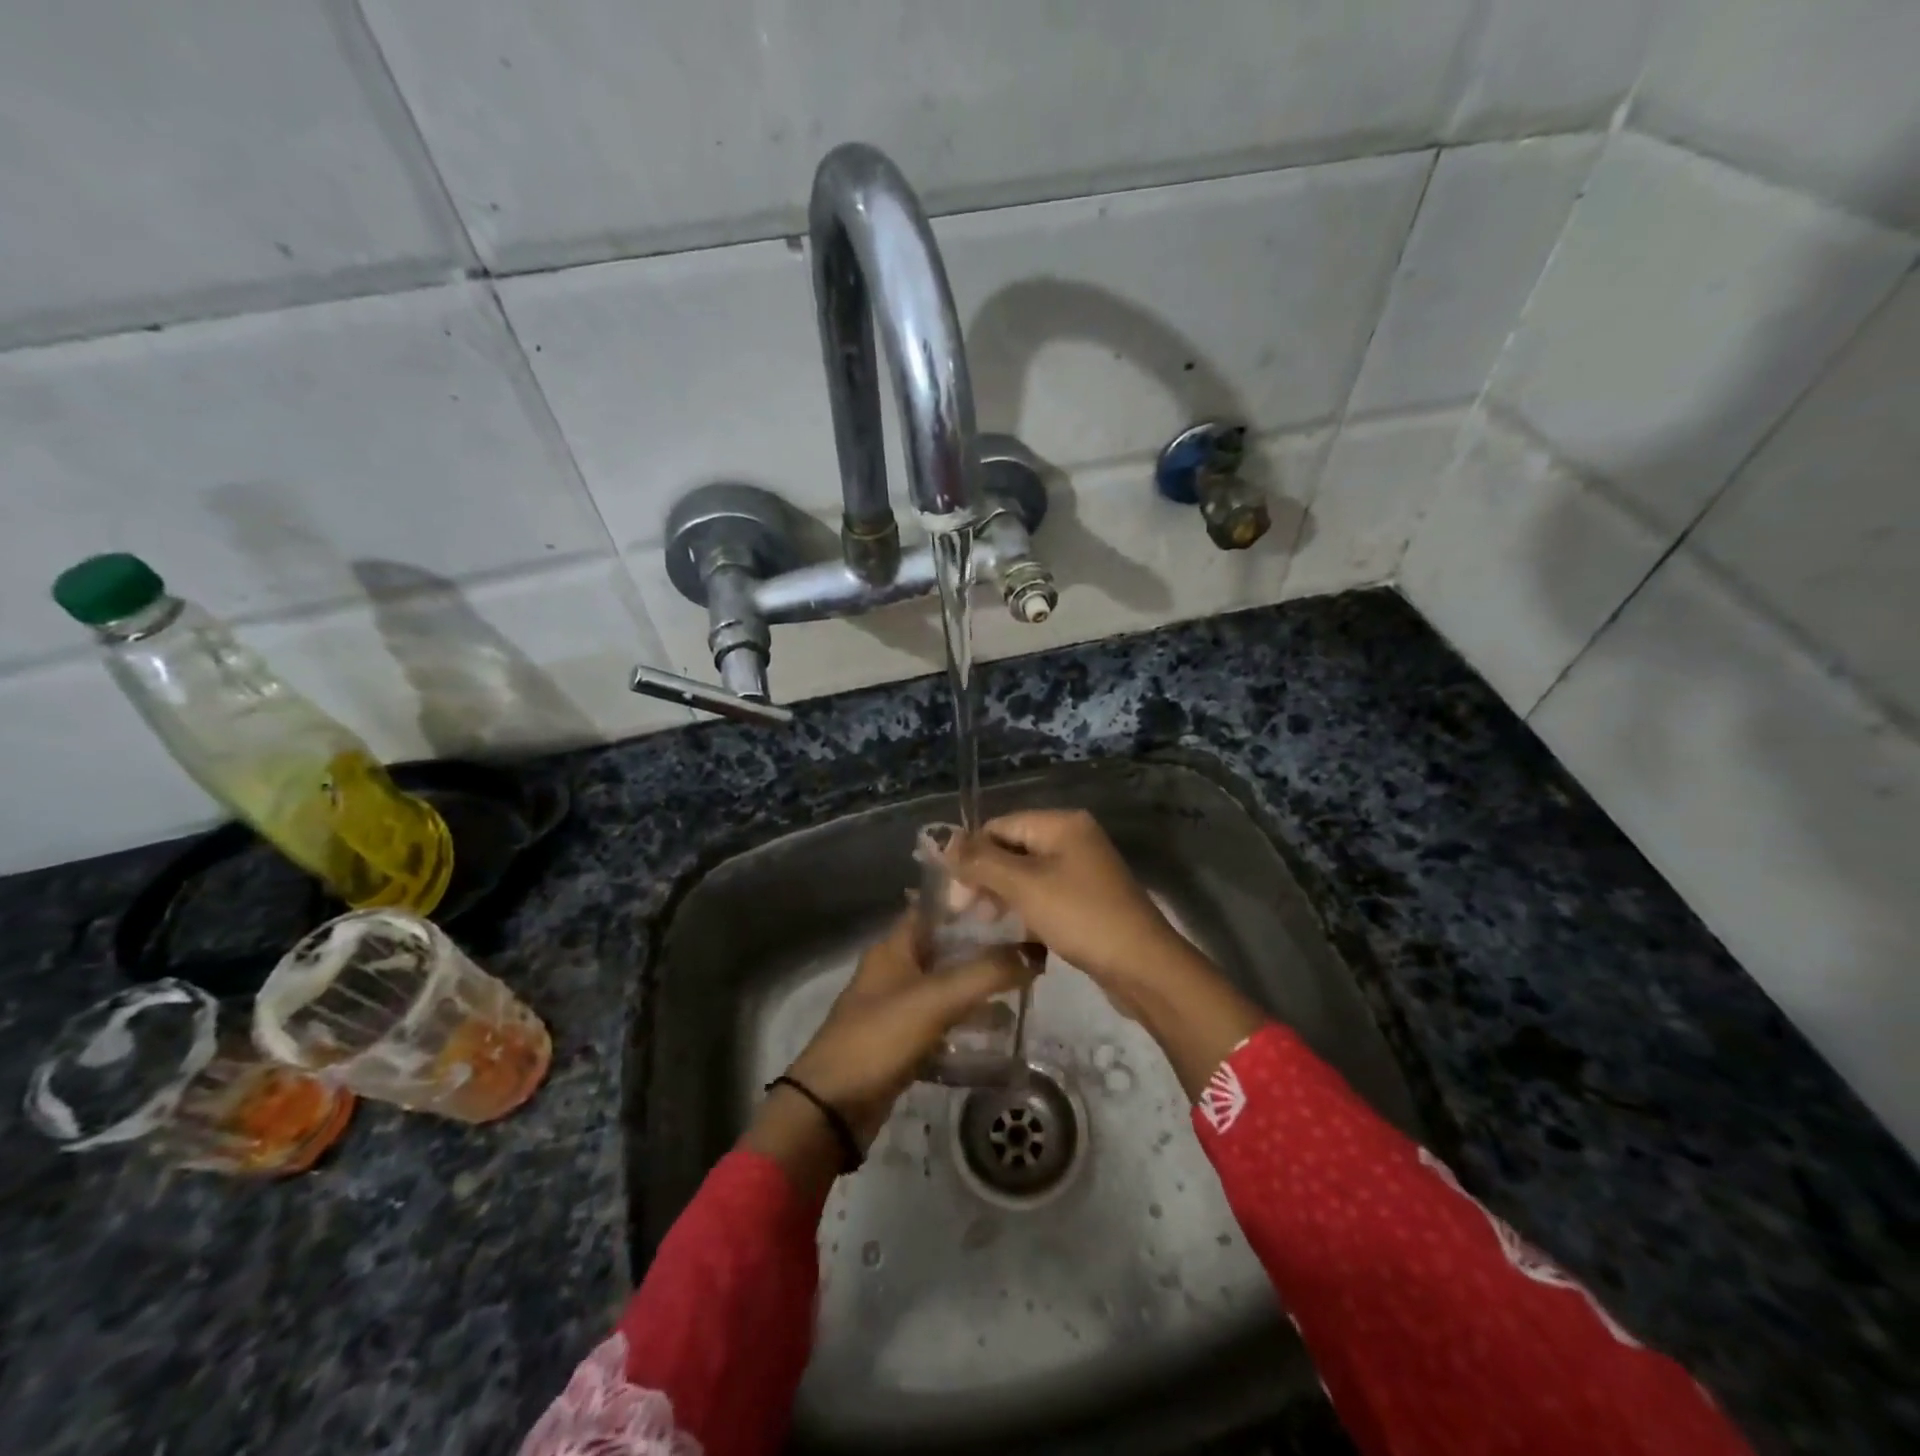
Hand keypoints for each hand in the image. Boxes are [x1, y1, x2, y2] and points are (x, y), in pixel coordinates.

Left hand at [744, 913, 1037, 1195]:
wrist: (833, 1107)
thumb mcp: (936, 999)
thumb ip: (986, 973)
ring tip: (1024, 988)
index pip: (937, 908)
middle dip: (985, 946)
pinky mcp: (903, 1039)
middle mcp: (895, 968)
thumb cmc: (880, 1037)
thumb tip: (1035, 952)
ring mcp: (898, 1005)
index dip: (972, 902)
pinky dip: (968, 1021)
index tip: (1014, 901)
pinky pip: (942, 1020)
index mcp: (895, 946)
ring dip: (980, 986)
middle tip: (1030, 947)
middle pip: (947, 946)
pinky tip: (999, 1031)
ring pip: (947, 984)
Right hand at [943, 809, 1267, 1098]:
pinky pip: (1045, 892)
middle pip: (1012, 847)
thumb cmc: (1080, 917)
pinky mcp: (1087, 896)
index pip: (999, 826)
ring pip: (1027, 872)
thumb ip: (982, 861)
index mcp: (1061, 823)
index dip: (971, 855)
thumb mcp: (1024, 885)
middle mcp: (1073, 837)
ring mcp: (1083, 868)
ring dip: (1003, 894)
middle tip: (967, 912)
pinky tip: (1014, 930)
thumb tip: (946, 842)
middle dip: (986, 876)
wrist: (1142, 966)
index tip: (954, 894)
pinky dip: (1026, 906)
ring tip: (987, 923)